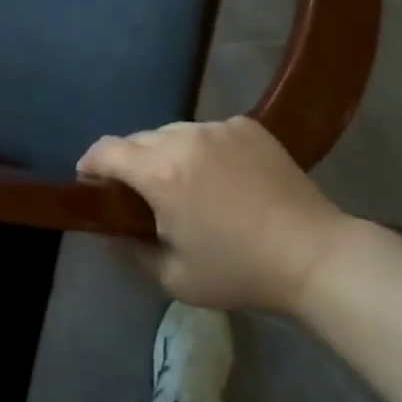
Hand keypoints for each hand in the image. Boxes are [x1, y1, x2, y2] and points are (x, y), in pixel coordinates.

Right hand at [77, 118, 354, 312]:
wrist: (312, 254)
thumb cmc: (239, 271)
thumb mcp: (174, 277)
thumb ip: (130, 249)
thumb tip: (109, 228)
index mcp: (160, 172)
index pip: (106, 150)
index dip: (90, 163)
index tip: (89, 181)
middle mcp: (183, 137)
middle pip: (139, 139)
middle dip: (131, 163)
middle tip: (142, 194)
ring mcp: (217, 126)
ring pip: (174, 132)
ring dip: (167, 153)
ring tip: (187, 185)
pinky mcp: (246, 124)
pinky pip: (208, 131)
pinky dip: (203, 149)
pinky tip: (223, 178)